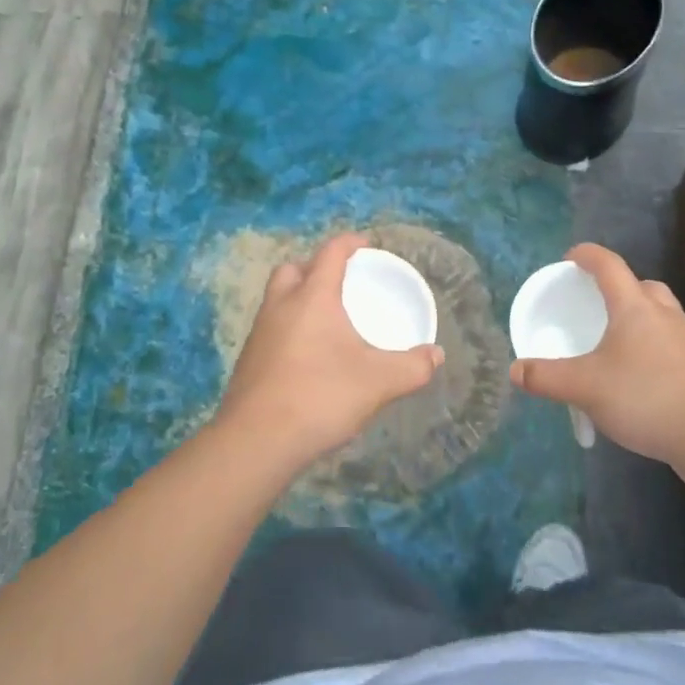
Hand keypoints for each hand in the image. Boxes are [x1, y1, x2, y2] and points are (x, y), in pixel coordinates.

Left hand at [216, 233, 443, 469]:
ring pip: (277, 298)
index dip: (349, 243)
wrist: (256, 441)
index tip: (366, 245)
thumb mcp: (378, 382)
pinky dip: (288, 328)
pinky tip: (306, 356)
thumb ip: (412, 367)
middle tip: (339, 283)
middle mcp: (280, 305)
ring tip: (325, 320)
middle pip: (293, 268)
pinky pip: (270, 328)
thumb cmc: (320, 396)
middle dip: (314, 267)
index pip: (330, 253)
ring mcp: (259, 332)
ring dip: (298, 298)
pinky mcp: (248, 360)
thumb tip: (436, 356)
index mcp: (312, 297)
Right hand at [509, 243, 684, 464]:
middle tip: (599, 303)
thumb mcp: (584, 387)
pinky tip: (641, 377)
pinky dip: (654, 349)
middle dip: (620, 288)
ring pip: (662, 315)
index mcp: (634, 307)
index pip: (609, 266)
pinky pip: (672, 345)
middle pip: (643, 286)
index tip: (571, 257)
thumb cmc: (644, 396)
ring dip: (640, 318)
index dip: (588, 255)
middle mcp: (665, 315)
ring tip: (618, 342)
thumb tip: (514, 371)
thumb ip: (546, 378)